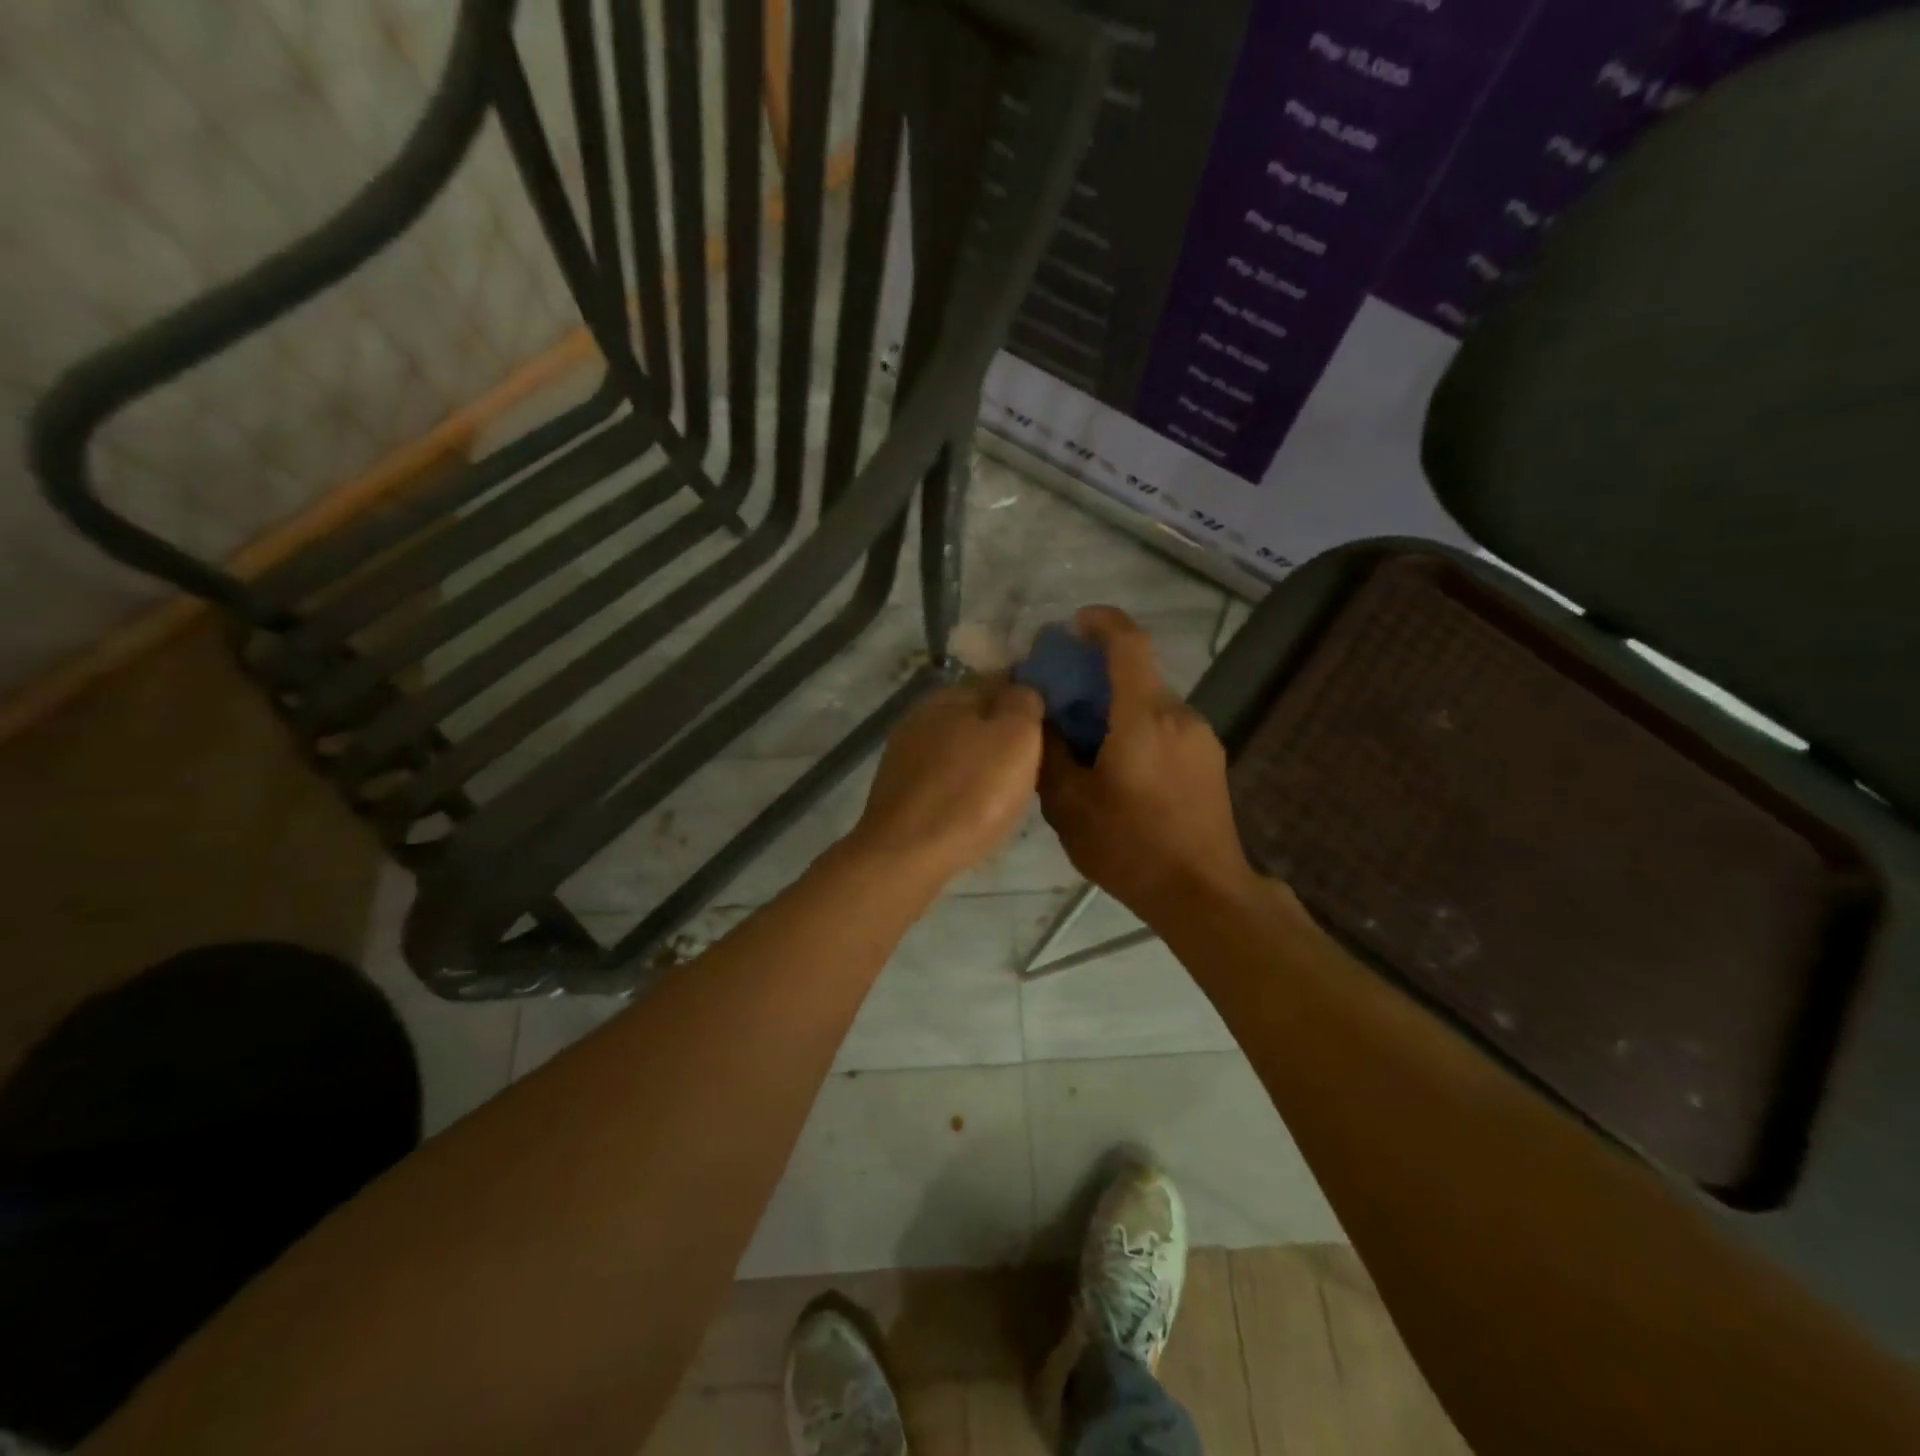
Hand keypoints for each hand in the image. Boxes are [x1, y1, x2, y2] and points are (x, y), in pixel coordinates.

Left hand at [847, 675, 1044, 886]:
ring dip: (983, 760)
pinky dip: (963, 785)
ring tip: (1010, 787)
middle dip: (1005, 731)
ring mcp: (905, 752)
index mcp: (952, 693)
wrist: (906, 855)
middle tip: (1037, 759)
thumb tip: (1024, 689)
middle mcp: (922, 714)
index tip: (1053, 723)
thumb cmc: (971, 793)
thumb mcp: (1017, 737)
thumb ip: (1024, 701)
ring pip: (959, 746)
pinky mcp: (898, 788)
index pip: (1001, 679)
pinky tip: (976, 806)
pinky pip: (943, 776)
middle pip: (977, 713)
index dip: (1030, 698)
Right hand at [1037, 606, 1258, 921]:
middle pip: (1136, 674)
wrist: (1203, 893)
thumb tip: (1041, 718)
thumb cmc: (1130, 848)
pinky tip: (1120, 768)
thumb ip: (1050, 753)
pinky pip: (1166, 726)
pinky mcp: (1210, 759)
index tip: (1073, 624)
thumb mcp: (1069, 805)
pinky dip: (1138, 728)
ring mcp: (1200, 736)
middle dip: (1098, 676)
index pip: (1128, 643)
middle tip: (1063, 702)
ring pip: (1150, 703)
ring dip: (1118, 707)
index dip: (1101, 622)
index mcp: (1143, 717)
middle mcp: (1178, 715)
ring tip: (1087, 744)